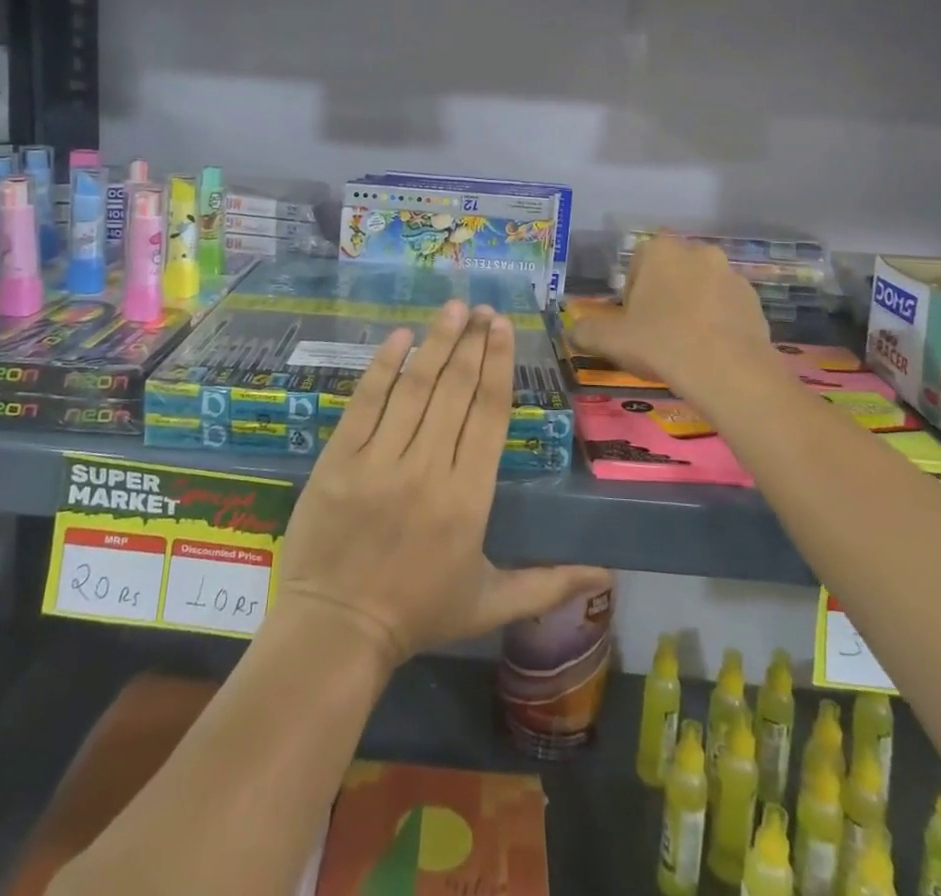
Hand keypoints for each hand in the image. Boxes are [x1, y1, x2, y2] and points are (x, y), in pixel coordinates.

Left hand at [275, 301, 610, 671]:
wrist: (335, 632)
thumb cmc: (417, 615)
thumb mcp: (489, 603)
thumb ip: (548, 584)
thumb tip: (606, 575)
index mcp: (469, 499)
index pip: (489, 415)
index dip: (498, 366)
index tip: (504, 328)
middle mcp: (429, 469)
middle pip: (456, 391)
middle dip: (472, 343)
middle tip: (483, 309)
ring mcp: (380, 461)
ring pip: (416, 388)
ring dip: (436, 342)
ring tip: (453, 308)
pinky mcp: (340, 459)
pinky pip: (366, 402)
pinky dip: (384, 367)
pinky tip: (400, 336)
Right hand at [568, 235, 774, 401]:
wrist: (728, 372)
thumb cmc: (661, 343)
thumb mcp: (611, 340)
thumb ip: (586, 331)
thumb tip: (573, 331)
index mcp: (661, 250)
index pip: (638, 261)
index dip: (632, 291)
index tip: (632, 320)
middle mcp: (698, 251)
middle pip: (672, 271)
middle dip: (664, 295)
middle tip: (656, 332)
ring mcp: (731, 274)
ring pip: (701, 288)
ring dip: (692, 307)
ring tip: (686, 346)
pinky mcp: (754, 300)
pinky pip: (726, 306)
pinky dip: (717, 322)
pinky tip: (710, 351)